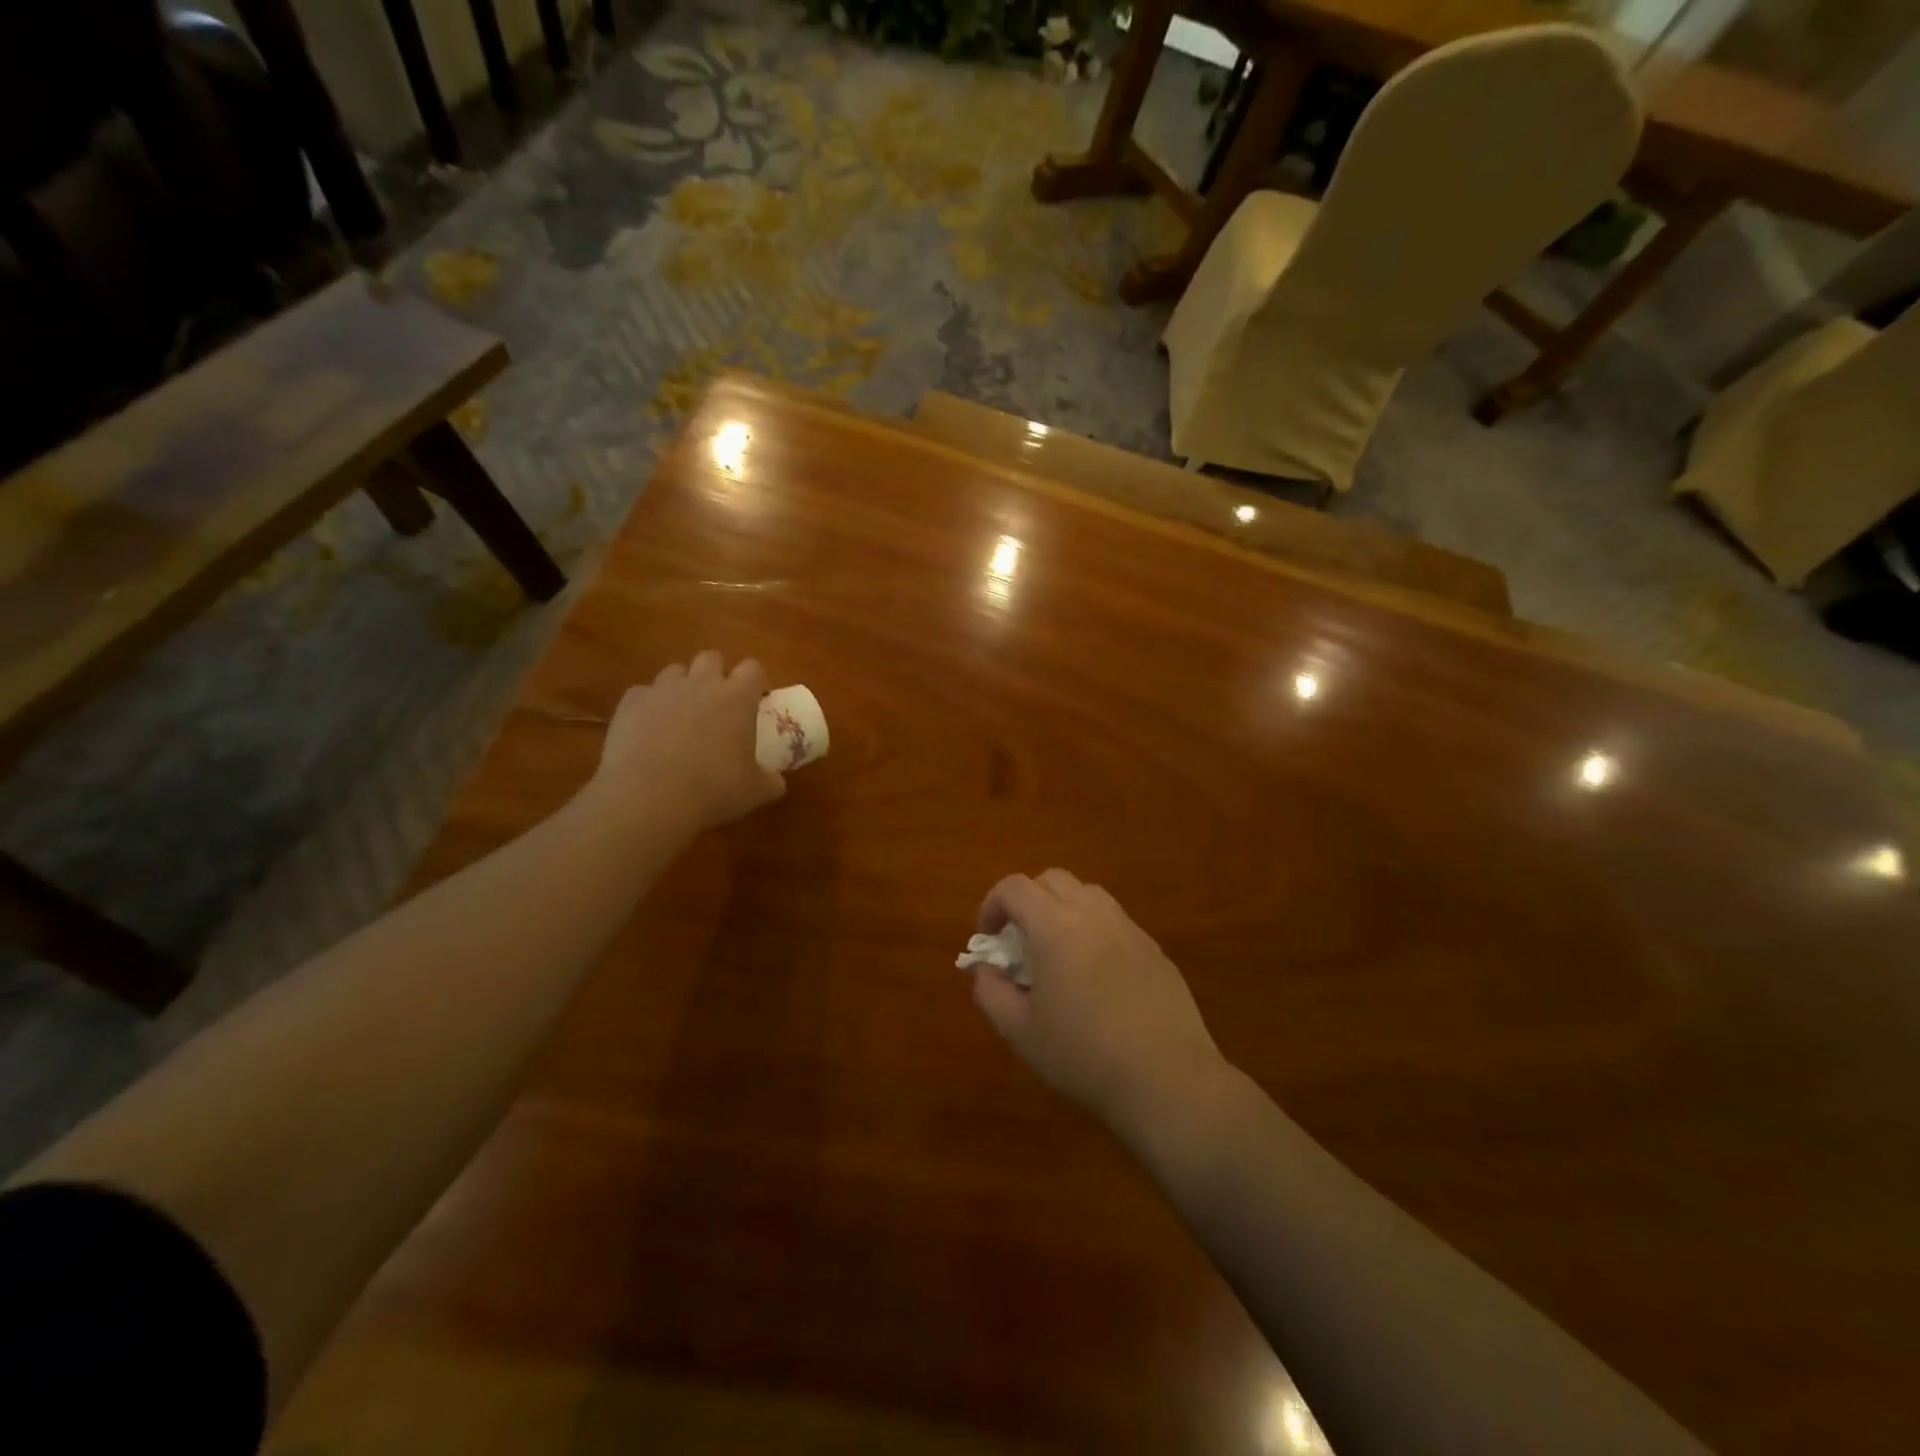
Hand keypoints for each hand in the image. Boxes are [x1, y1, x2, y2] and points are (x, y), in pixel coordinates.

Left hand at [588, 652, 785, 834]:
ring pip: (675, 671)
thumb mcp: (755, 791)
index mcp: (737, 697)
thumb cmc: (713, 790)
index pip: (753, 668)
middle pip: (711, 658)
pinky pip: (643, 693)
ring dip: (682, 686)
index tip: (757, 700)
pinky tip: (649, 730)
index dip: (756, 681)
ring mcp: (662, 689)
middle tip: (718, 704)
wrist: (648, 798)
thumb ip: (771, 780)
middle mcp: (700, 683)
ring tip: (682, 716)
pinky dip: (649, 706)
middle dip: (717, 674)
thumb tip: (777, 781)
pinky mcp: (629, 703)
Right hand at [967, 869, 1227, 1135]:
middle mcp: (1093, 914)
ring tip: (1057, 951)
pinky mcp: (1155, 949)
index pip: (1014, 887)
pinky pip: (1115, 920)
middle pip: (1052, 879)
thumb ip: (990, 991)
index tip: (987, 938)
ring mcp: (1129, 929)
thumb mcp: (1020, 1031)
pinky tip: (1095, 974)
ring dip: (1062, 908)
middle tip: (1019, 940)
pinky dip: (1093, 929)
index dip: (991, 905)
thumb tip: (985, 968)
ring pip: (1088, 893)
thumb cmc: (1083, 1056)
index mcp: (1056, 927)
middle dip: (1026, 900)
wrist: (1167, 1080)